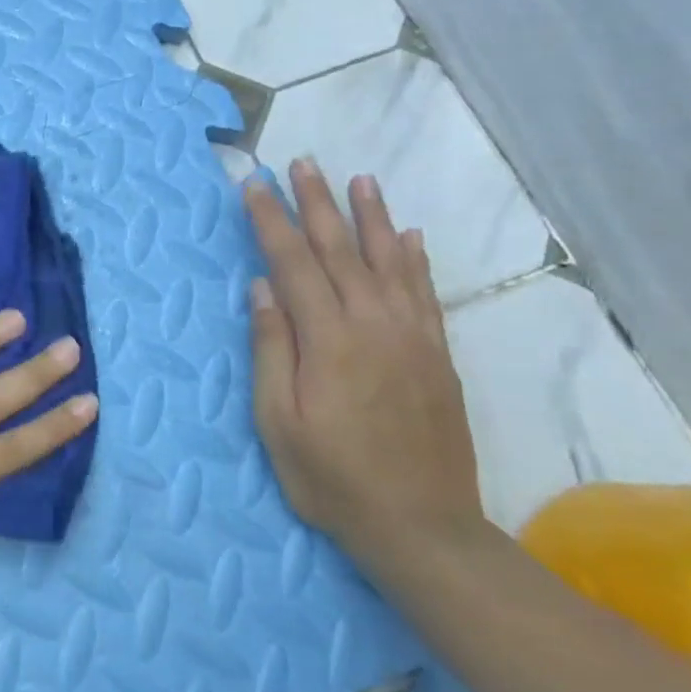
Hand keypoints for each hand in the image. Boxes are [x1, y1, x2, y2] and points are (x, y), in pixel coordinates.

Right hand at [243, 160, 483, 569]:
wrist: (424, 528)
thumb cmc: (332, 478)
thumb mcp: (279, 421)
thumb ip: (272, 348)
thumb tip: (262, 287)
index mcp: (329, 339)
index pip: (293, 263)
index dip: (270, 220)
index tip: (253, 185)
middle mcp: (374, 325)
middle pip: (340, 249)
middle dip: (316, 202)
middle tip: (301, 163)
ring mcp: (412, 337)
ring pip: (389, 261)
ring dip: (371, 217)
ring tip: (358, 180)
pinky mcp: (437, 355)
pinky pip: (425, 293)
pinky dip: (415, 259)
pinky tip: (410, 235)